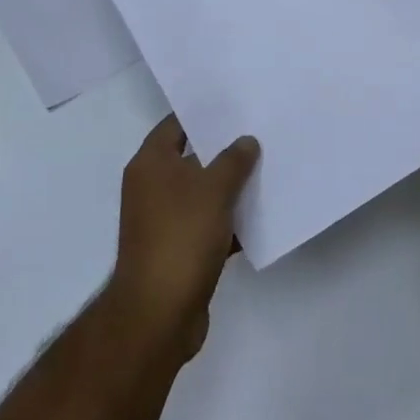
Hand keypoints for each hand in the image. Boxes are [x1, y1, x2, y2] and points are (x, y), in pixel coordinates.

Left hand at [107, 115, 259, 362]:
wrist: (159, 313)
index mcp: (151, 164)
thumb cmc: (181, 236)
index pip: (176, 124)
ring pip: (202, 193)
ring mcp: (164, 220)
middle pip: (191, 158)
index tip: (235, 105)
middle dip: (224, 150)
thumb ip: (233, 161)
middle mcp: (152, 187)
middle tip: (260, 134)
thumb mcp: (213, 190)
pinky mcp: (178, 250)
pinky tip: (261, 216)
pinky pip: (208, 225)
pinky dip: (229, 221)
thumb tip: (246, 141)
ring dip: (230, 188)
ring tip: (269, 170)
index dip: (203, 113)